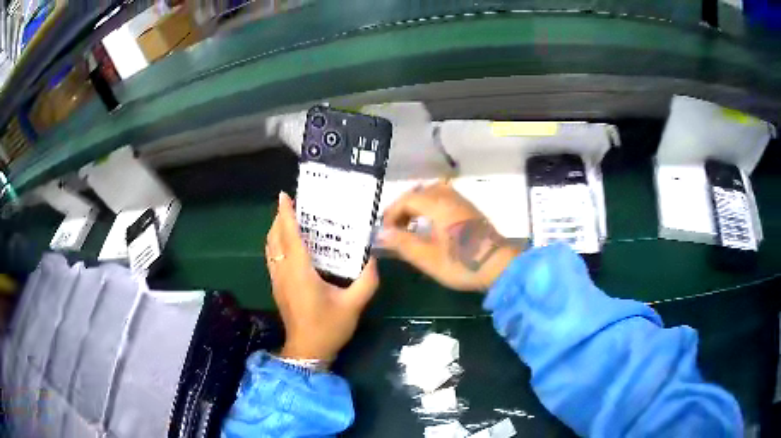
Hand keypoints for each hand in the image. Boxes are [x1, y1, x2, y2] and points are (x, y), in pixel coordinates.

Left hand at [265, 192, 378, 363]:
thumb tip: (372, 259)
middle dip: (279, 218)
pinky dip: (276, 243)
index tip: (284, 195)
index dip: (286, 214)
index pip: (289, 236)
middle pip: (274, 238)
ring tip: (289, 219)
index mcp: (300, 272)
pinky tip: (288, 244)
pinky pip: (272, 257)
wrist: (307, 351)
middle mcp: (284, 272)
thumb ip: (366, 281)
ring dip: (276, 230)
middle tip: (293, 205)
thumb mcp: (353, 305)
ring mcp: (277, 280)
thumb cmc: (329, 327)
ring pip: (270, 248)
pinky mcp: (277, 287)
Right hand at [379, 181, 522, 290]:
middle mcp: (450, 197)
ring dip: (418, 205)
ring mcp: (462, 202)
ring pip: (433, 192)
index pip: (407, 199)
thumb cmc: (462, 264)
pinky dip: (431, 206)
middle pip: (420, 192)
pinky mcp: (470, 210)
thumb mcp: (428, 258)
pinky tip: (431, 225)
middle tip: (395, 227)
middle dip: (403, 207)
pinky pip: (445, 198)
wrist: (500, 266)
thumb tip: (380, 232)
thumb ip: (402, 243)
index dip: (391, 213)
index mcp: (438, 206)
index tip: (385, 231)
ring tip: (411, 225)